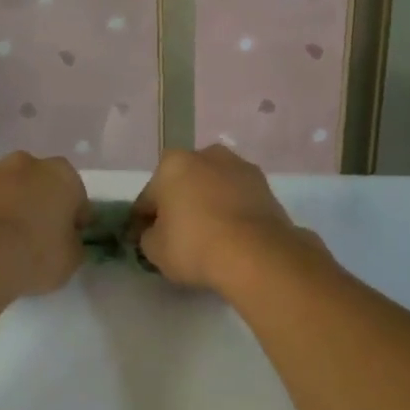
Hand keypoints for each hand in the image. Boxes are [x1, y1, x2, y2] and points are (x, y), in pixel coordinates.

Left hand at [0, 152, 87, 299]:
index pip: (78, 198)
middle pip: (44, 185)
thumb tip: (67, 239)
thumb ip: (74, 243)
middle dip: (44, 205)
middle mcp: (30, 163)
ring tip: (13, 239)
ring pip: (15, 189)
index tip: (69, 240)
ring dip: (17, 205)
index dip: (75, 220)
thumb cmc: (36, 252)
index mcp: (63, 174)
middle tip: (41, 237)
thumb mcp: (72, 258)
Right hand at [134, 146, 320, 293]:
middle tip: (177, 235)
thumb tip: (155, 232)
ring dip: (207, 204)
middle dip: (179, 204)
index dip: (143, 220)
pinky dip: (232, 211)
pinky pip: (238, 199)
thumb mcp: (155, 250)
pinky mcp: (266, 186)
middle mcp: (206, 155)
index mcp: (172, 164)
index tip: (144, 239)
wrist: (256, 255)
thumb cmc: (195, 245)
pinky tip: (231, 235)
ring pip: (213, 188)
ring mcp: (240, 167)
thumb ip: (148, 236)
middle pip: (183, 184)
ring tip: (209, 236)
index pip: (148, 197)